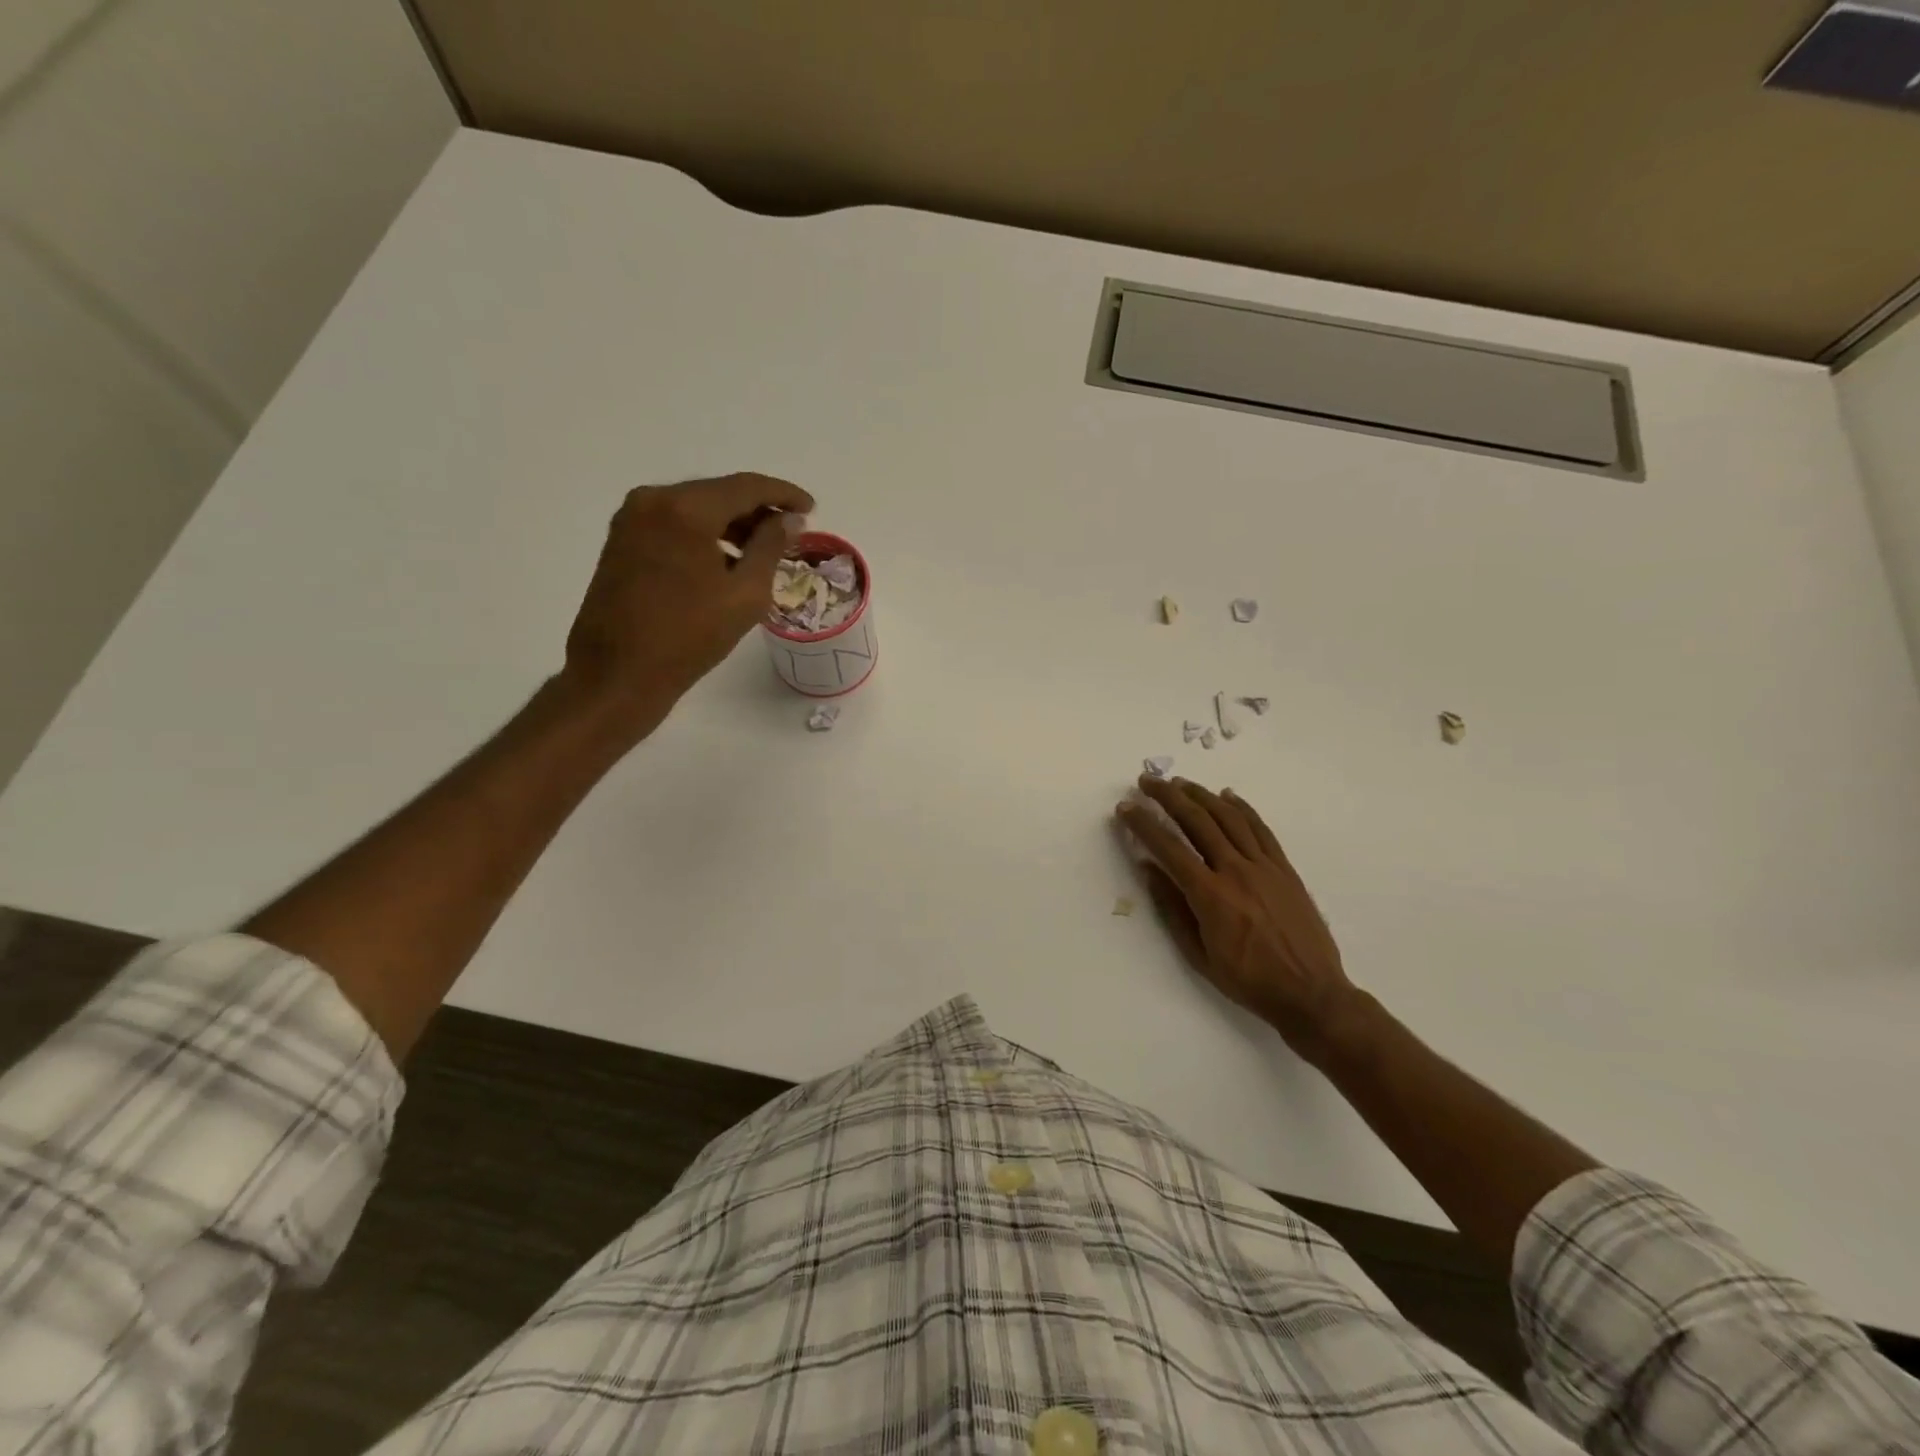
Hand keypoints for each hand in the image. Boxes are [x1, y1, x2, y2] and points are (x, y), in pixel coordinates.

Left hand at [562, 473, 815, 729]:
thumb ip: (771, 547)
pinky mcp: (621, 540)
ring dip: (731, 524)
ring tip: (761, 551)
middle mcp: (653, 500)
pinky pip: (674, 524)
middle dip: (757, 510)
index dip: (783, 495)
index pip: (746, 487)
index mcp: (686, 509)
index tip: (810, 508)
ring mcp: (631, 519)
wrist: (619, 674)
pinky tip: (724, 561)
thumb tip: (789, 519)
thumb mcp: (746, 594)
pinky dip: (704, 534)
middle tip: (790, 532)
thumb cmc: (689, 637)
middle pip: (718, 493)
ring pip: (695, 508)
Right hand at [1116, 777, 1365, 1063]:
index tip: (1125, 808)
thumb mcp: (1199, 954)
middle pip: (1197, 821)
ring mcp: (1264, 866)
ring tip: (1180, 782)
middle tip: (1147, 780)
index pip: (1169, 848)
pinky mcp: (1284, 868)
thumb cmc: (1248, 981)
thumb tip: (1149, 869)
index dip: (1144, 824)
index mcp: (1210, 895)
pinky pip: (1261, 829)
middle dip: (1168, 796)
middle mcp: (1236, 871)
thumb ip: (1172, 908)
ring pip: (1228, 817)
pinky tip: (1227, 795)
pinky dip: (1242, 808)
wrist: (1311, 993)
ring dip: (1201, 795)